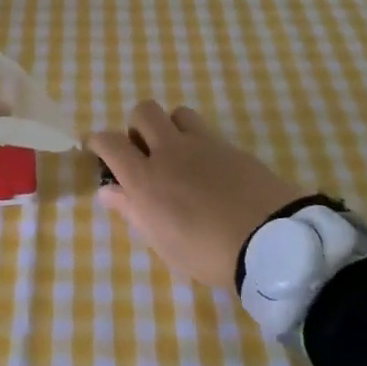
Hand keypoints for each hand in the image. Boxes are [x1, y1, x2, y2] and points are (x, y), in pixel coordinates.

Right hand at [88, 101, 307, 290]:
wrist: (270, 241)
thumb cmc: (207, 252)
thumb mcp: (162, 242)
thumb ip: (133, 211)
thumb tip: (108, 192)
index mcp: (145, 178)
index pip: (110, 142)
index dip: (98, 140)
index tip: (96, 146)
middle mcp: (169, 151)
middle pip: (143, 112)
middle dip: (137, 126)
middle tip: (144, 152)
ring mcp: (203, 144)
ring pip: (177, 113)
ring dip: (171, 127)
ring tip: (178, 154)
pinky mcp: (231, 146)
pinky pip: (207, 131)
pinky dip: (199, 141)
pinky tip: (209, 167)